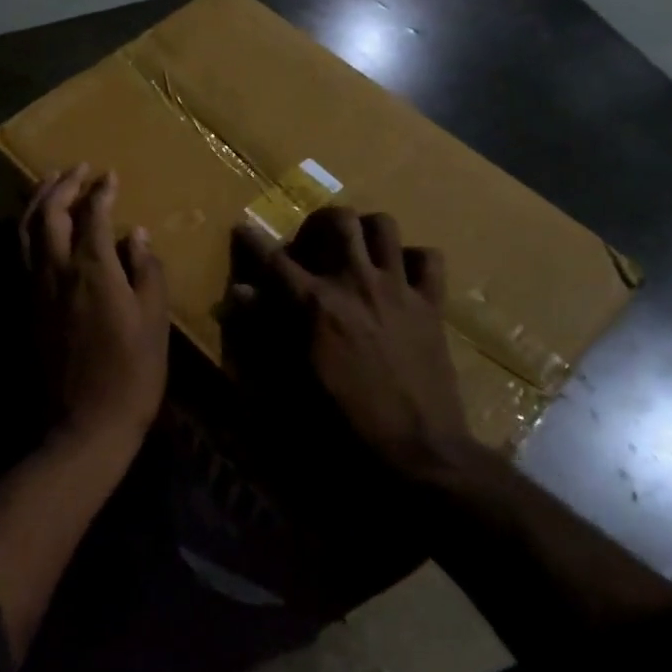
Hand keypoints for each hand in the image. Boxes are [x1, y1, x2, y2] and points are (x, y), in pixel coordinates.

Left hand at [19, 165, 169, 443]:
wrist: (84, 424)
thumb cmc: (132, 373)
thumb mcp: (153, 321)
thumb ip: (146, 271)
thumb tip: (135, 234)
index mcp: (93, 270)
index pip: (93, 215)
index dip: (101, 191)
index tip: (110, 175)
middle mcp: (57, 270)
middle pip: (49, 213)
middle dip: (62, 184)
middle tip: (78, 168)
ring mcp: (35, 288)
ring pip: (26, 230)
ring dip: (37, 200)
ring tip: (51, 182)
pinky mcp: (26, 306)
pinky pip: (21, 253)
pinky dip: (28, 227)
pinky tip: (39, 225)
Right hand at [233, 208, 478, 484]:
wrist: (417, 451)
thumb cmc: (344, 423)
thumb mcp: (291, 380)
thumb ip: (264, 330)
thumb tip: (240, 294)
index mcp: (316, 304)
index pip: (274, 259)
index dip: (253, 240)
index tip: (243, 229)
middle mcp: (355, 282)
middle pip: (337, 220)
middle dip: (318, 223)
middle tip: (311, 244)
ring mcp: (398, 288)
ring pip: (383, 226)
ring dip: (364, 230)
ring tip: (355, 250)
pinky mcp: (431, 304)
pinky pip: (428, 259)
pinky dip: (411, 258)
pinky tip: (399, 275)